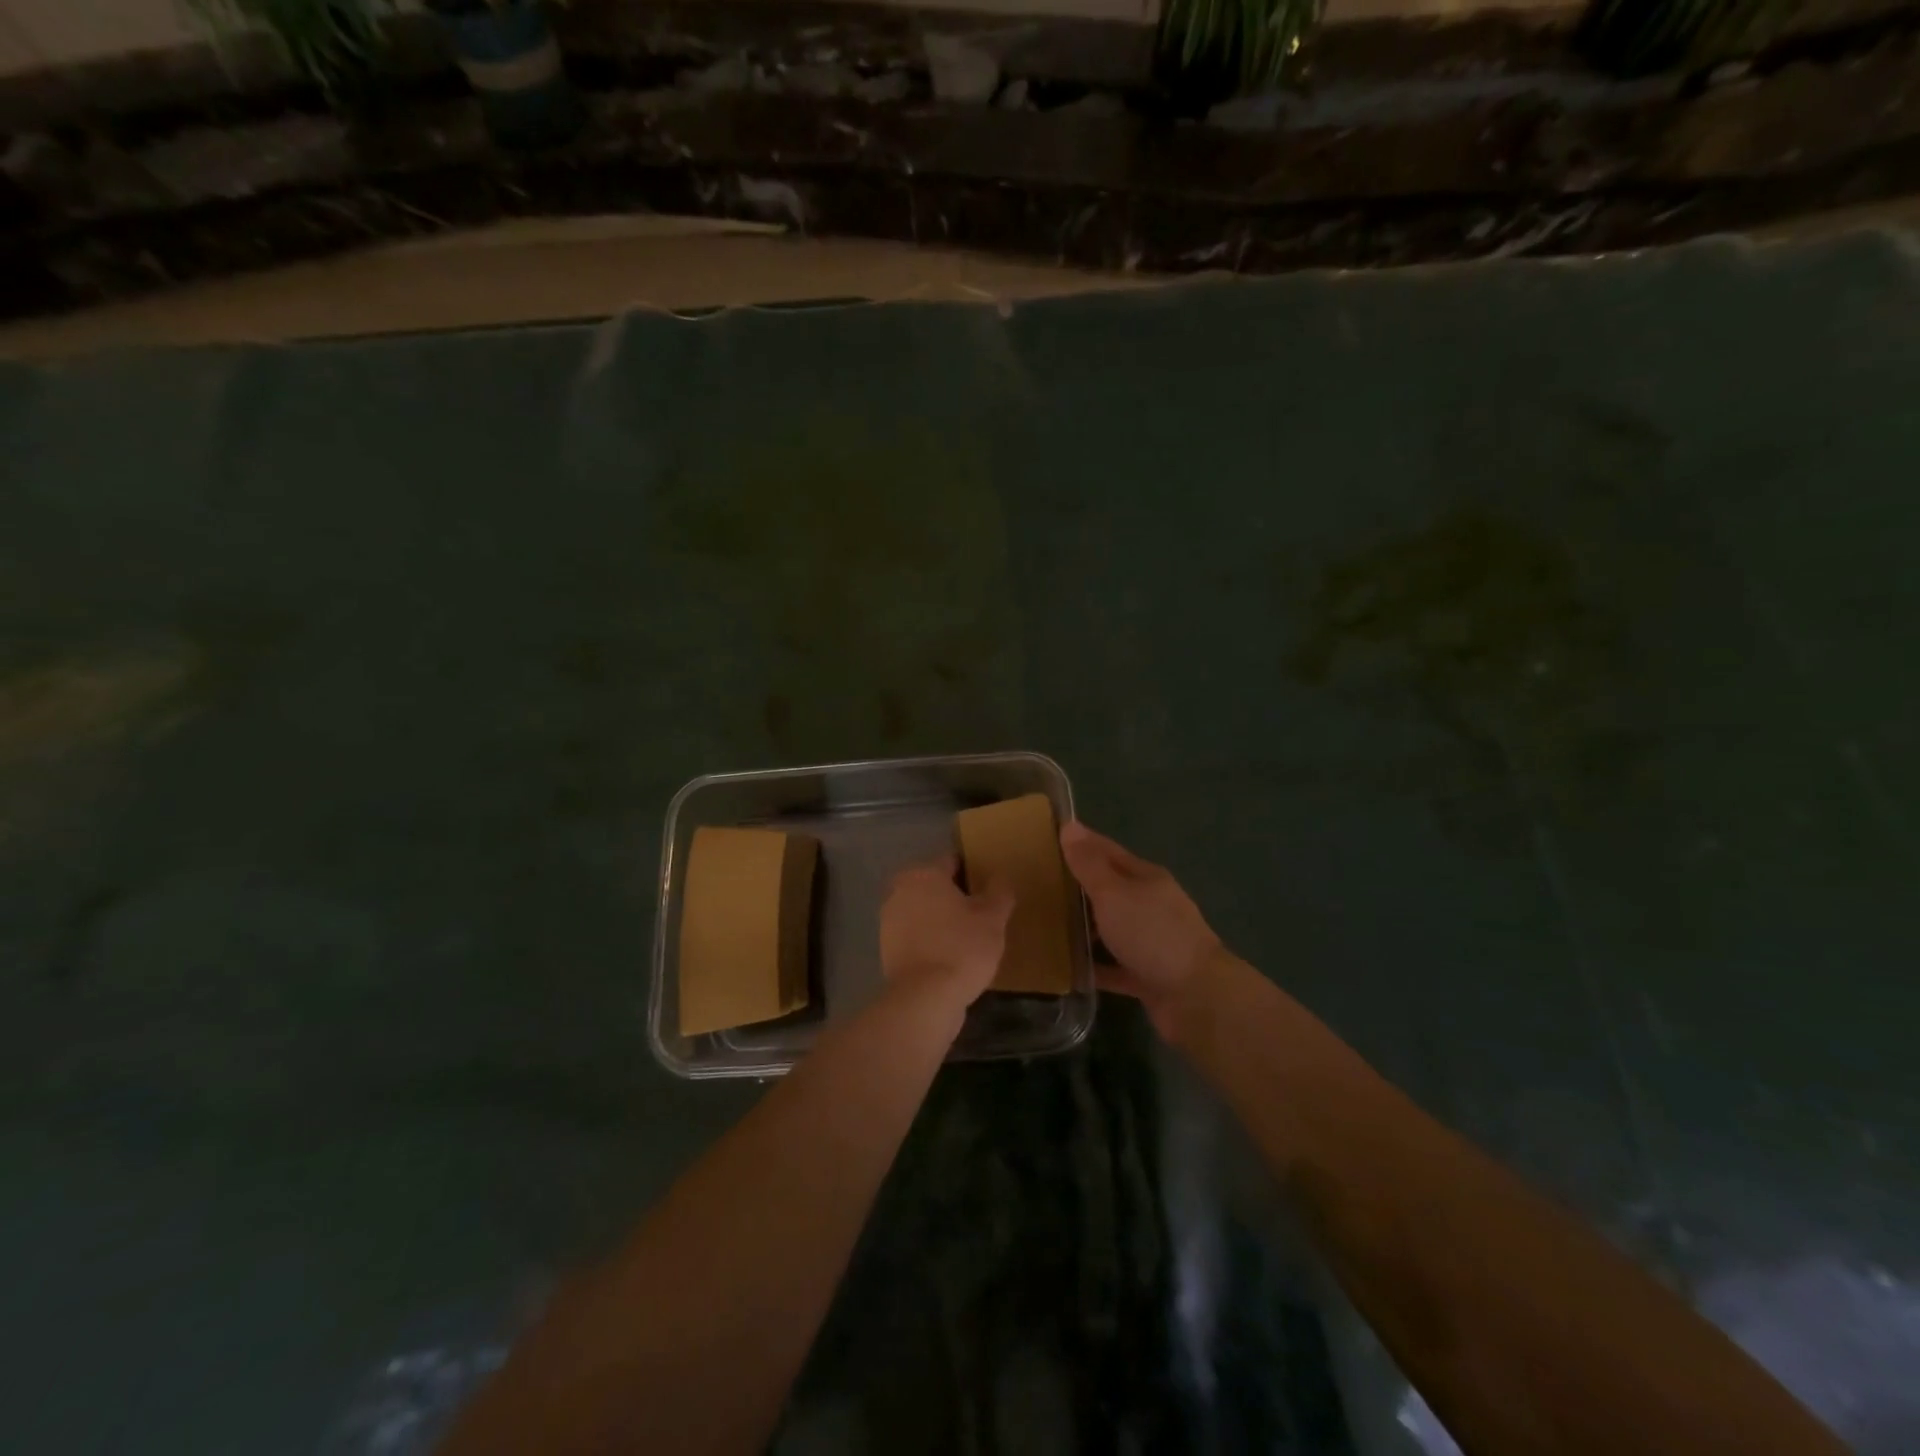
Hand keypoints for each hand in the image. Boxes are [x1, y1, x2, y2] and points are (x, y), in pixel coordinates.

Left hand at [879, 858, 1014, 1012]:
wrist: (925, 998)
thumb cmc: (962, 948)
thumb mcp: (993, 918)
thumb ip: (999, 892)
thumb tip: (1000, 877)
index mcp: (923, 874)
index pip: (953, 862)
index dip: (974, 874)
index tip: (990, 891)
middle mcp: (899, 890)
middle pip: (935, 886)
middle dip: (956, 897)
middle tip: (981, 916)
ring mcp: (888, 920)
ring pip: (923, 911)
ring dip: (941, 919)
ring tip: (968, 939)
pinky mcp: (886, 948)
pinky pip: (915, 935)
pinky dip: (930, 940)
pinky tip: (950, 957)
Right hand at [1059, 821, 1221, 1034]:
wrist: (1197, 998)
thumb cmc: (1152, 934)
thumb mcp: (1114, 893)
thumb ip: (1089, 864)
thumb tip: (1069, 825)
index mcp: (1146, 878)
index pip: (1108, 851)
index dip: (1082, 843)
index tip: (1050, 838)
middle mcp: (1150, 905)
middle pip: (1110, 890)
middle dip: (1079, 886)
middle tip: (1038, 884)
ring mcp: (1151, 942)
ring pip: (1111, 928)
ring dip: (1085, 927)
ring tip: (1046, 925)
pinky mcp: (1147, 977)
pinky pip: (1113, 967)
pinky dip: (1094, 967)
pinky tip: (1067, 968)